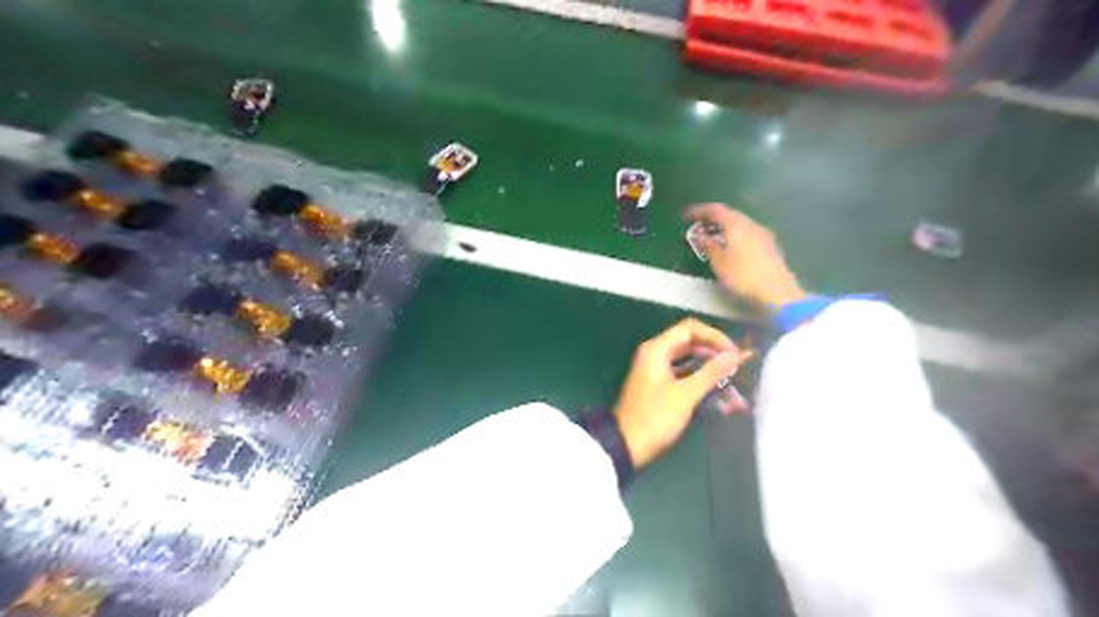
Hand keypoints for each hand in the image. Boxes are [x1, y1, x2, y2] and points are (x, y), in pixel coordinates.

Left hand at [615, 317, 752, 467]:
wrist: (626, 444)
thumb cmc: (655, 417)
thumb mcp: (686, 395)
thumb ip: (711, 373)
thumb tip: (734, 356)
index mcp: (657, 349)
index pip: (690, 329)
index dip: (715, 337)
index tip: (734, 354)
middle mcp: (655, 354)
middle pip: (691, 343)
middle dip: (715, 355)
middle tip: (737, 369)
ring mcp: (656, 370)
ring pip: (690, 362)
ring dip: (711, 373)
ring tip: (734, 388)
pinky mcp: (659, 385)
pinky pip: (684, 377)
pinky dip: (701, 384)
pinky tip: (721, 400)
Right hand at [684, 205, 803, 312]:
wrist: (777, 293)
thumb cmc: (743, 276)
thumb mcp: (719, 262)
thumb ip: (707, 245)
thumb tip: (699, 235)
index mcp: (737, 224)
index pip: (715, 210)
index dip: (699, 211)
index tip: (685, 218)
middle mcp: (751, 224)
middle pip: (729, 215)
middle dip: (712, 220)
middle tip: (698, 229)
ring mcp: (763, 235)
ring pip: (739, 225)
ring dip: (724, 229)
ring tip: (711, 240)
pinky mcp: (770, 247)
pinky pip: (747, 235)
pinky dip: (734, 237)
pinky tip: (729, 249)